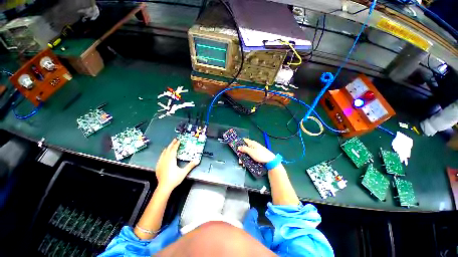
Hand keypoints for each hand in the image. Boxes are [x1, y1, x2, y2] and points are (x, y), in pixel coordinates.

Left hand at [155, 138, 198, 191]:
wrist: (164, 187)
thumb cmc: (174, 179)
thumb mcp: (183, 172)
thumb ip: (190, 166)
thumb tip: (197, 160)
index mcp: (171, 160)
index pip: (174, 150)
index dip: (176, 144)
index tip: (179, 141)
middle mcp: (165, 160)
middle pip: (168, 149)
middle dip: (171, 144)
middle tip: (175, 140)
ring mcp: (160, 163)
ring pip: (163, 153)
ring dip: (167, 148)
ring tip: (170, 146)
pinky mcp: (158, 166)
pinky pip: (160, 157)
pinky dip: (163, 153)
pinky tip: (163, 155)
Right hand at [237, 138, 275, 163]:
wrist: (270, 161)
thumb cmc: (261, 155)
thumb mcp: (251, 152)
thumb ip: (244, 149)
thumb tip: (239, 147)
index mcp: (252, 143)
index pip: (244, 140)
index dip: (240, 142)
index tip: (235, 146)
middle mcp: (253, 146)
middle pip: (245, 148)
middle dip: (241, 152)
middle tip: (239, 158)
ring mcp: (255, 151)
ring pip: (247, 153)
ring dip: (244, 157)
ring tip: (242, 163)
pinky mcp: (257, 155)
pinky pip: (250, 156)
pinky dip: (248, 159)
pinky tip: (246, 163)